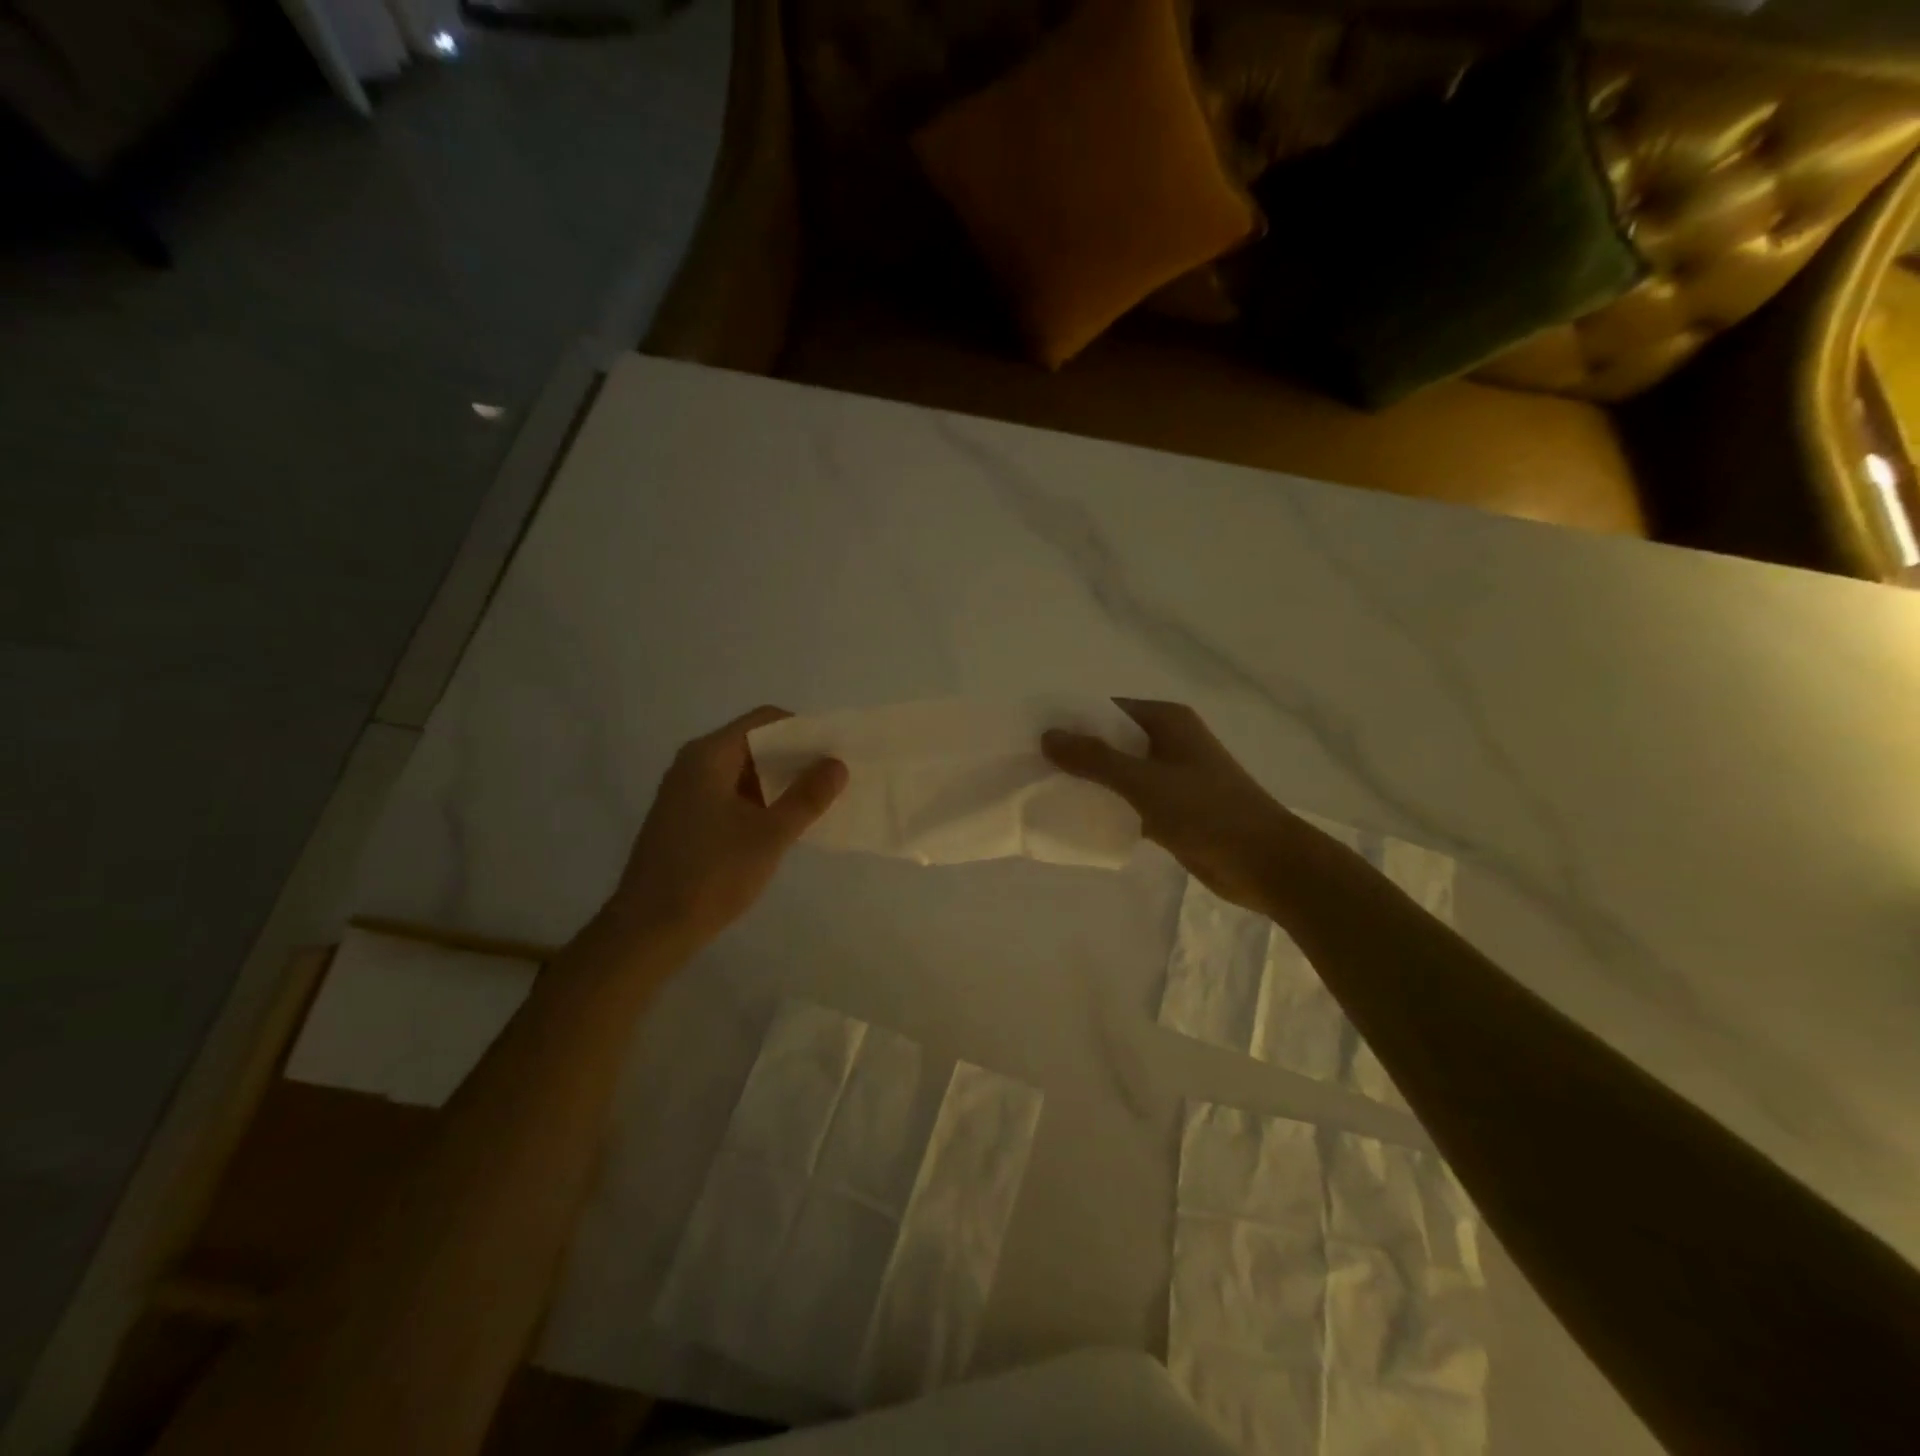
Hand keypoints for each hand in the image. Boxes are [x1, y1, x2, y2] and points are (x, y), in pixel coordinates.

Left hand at [606, 707, 846, 956]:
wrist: (648, 931)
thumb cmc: (711, 875)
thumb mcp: (769, 835)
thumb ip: (807, 797)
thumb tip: (837, 764)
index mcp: (709, 755)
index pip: (765, 720)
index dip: (804, 731)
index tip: (834, 753)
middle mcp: (694, 764)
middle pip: (754, 743)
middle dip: (795, 759)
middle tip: (832, 780)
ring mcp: (686, 793)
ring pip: (743, 772)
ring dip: (779, 783)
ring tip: (815, 803)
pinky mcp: (685, 819)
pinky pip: (730, 795)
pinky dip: (759, 802)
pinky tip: (782, 826)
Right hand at [1044, 699, 1311, 914]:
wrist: (1266, 863)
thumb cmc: (1208, 812)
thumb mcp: (1145, 782)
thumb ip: (1095, 759)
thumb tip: (1048, 736)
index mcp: (1167, 722)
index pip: (1108, 710)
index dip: (1073, 720)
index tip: (1034, 735)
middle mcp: (1169, 742)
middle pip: (1112, 741)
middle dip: (1077, 753)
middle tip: (1032, 766)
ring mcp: (1172, 777)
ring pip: (1120, 773)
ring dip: (1091, 782)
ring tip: (1045, 791)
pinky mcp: (1174, 810)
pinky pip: (1131, 801)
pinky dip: (1108, 807)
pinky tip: (1077, 819)